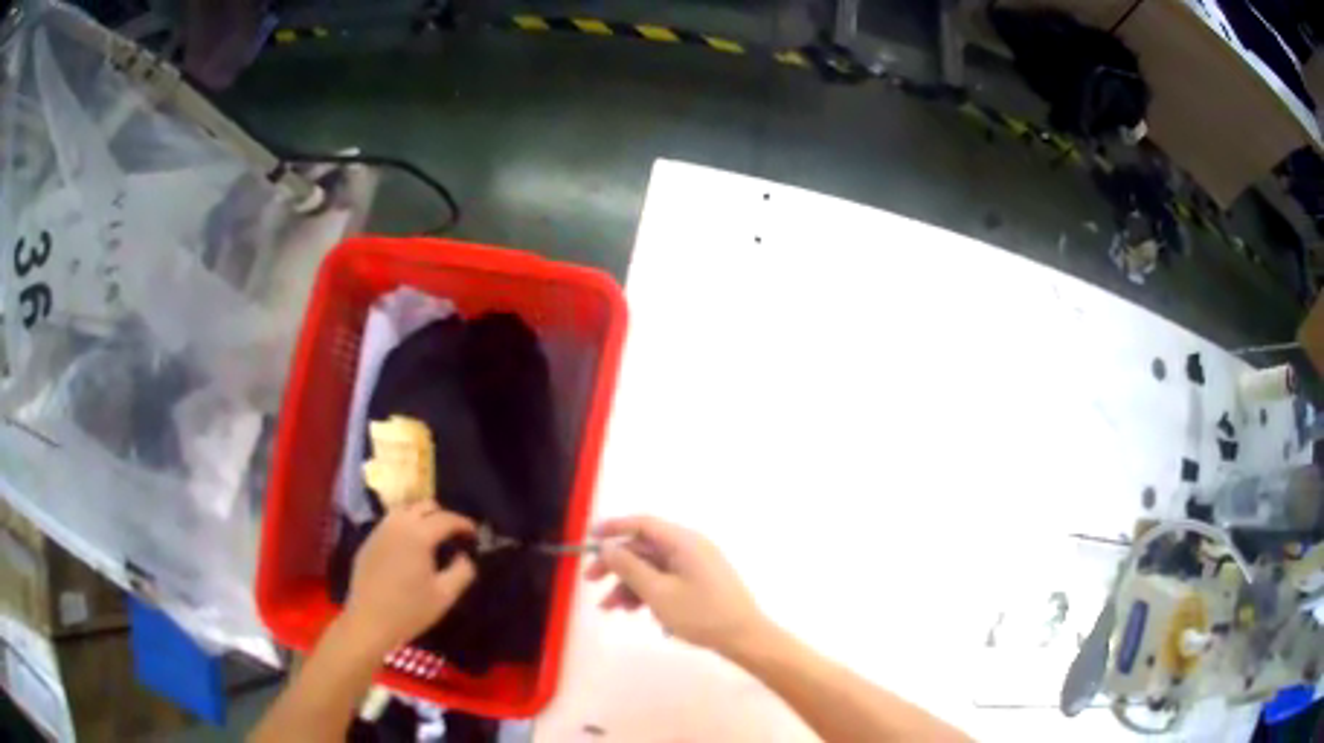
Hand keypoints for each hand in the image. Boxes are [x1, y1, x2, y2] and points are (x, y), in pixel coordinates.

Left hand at [342, 502, 475, 652]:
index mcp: (418, 535)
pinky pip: (389, 523)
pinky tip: (408, 547)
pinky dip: (404, 526)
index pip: (446, 518)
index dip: (464, 523)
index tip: (475, 534)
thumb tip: (464, 557)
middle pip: (424, 506)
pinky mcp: (368, 541)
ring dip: (421, 517)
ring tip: (431, 536)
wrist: (369, 622)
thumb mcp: (445, 596)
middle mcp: (397, 525)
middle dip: (443, 515)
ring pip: (404, 510)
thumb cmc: (410, 610)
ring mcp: (379, 531)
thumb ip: (462, 571)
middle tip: (454, 534)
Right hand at [585, 515, 767, 655]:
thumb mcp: (658, 593)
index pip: (642, 524)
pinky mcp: (698, 583)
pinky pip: (665, 579)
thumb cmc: (701, 614)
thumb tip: (608, 546)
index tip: (588, 538)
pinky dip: (647, 592)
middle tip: (590, 581)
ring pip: (652, 567)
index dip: (613, 528)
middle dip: (616, 564)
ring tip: (611, 609)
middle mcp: (690, 548)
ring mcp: (695, 566)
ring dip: (628, 584)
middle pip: (644, 548)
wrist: (744, 638)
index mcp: (684, 542)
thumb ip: (629, 567)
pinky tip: (635, 612)